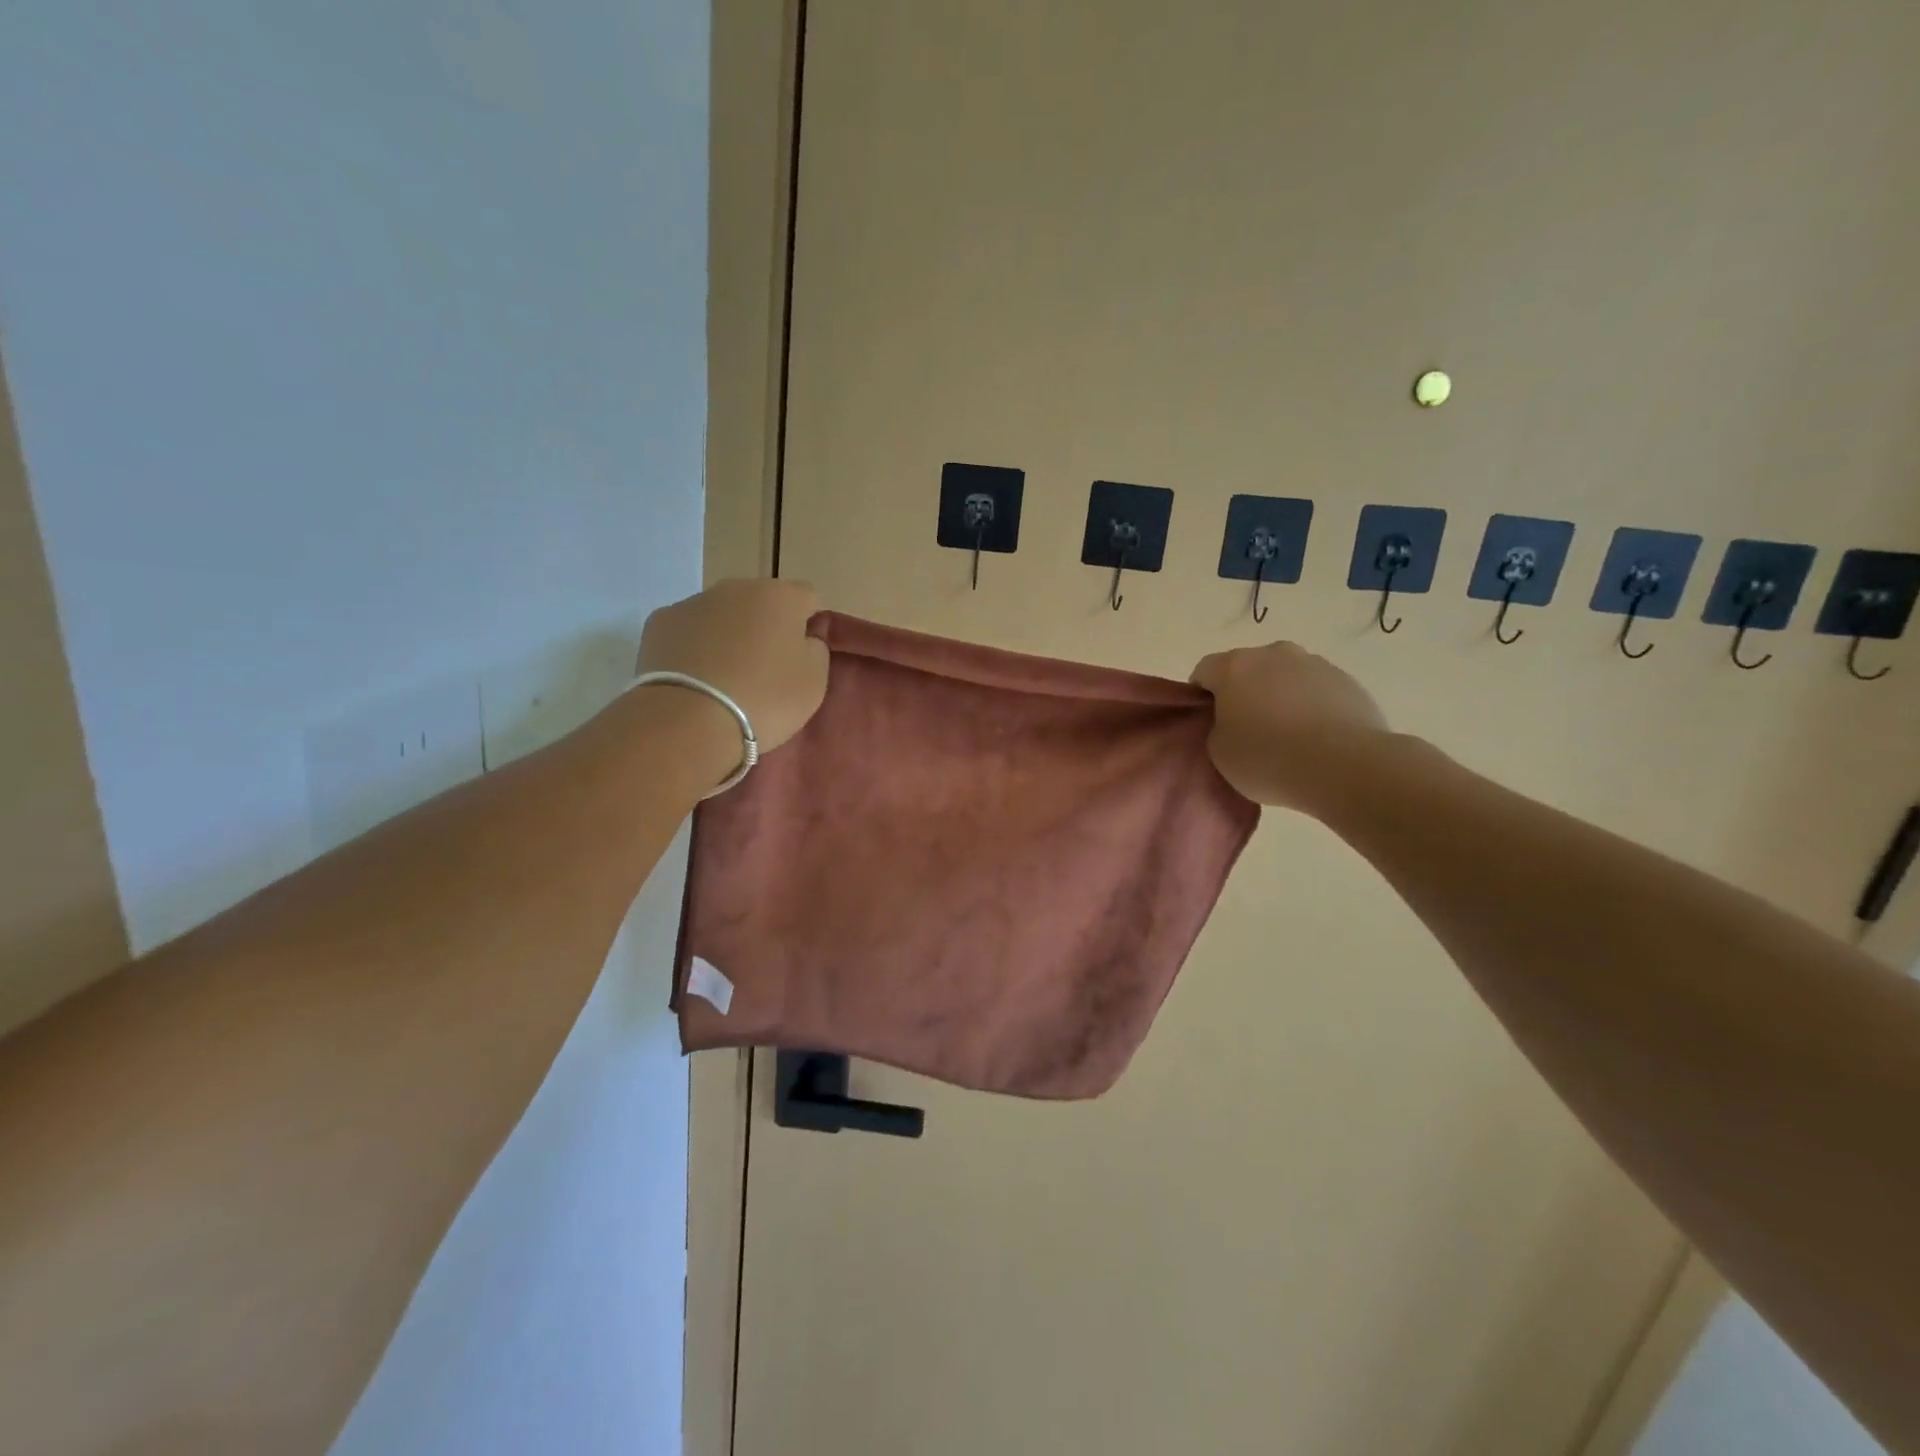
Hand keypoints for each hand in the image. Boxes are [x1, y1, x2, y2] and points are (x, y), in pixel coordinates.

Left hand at [638, 578, 829, 756]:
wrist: (688, 721)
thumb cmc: (765, 699)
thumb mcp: (814, 681)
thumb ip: (815, 649)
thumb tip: (802, 638)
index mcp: (781, 596)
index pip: (808, 598)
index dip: (809, 626)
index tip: (802, 658)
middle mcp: (736, 588)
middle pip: (761, 602)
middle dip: (765, 628)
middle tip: (765, 670)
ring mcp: (693, 602)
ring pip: (722, 615)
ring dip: (729, 636)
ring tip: (726, 680)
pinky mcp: (659, 623)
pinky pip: (689, 631)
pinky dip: (694, 647)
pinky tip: (696, 679)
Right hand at [1189, 641, 1389, 810]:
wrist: (1343, 766)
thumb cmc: (1267, 758)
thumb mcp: (1219, 752)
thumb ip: (1216, 727)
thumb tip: (1231, 720)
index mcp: (1234, 666)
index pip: (1204, 671)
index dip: (1202, 697)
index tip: (1209, 723)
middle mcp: (1273, 653)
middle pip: (1247, 669)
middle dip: (1243, 692)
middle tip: (1247, 729)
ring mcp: (1315, 664)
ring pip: (1285, 676)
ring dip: (1279, 696)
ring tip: (1288, 736)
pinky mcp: (1347, 681)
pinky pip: (1316, 690)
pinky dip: (1311, 706)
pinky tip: (1316, 738)